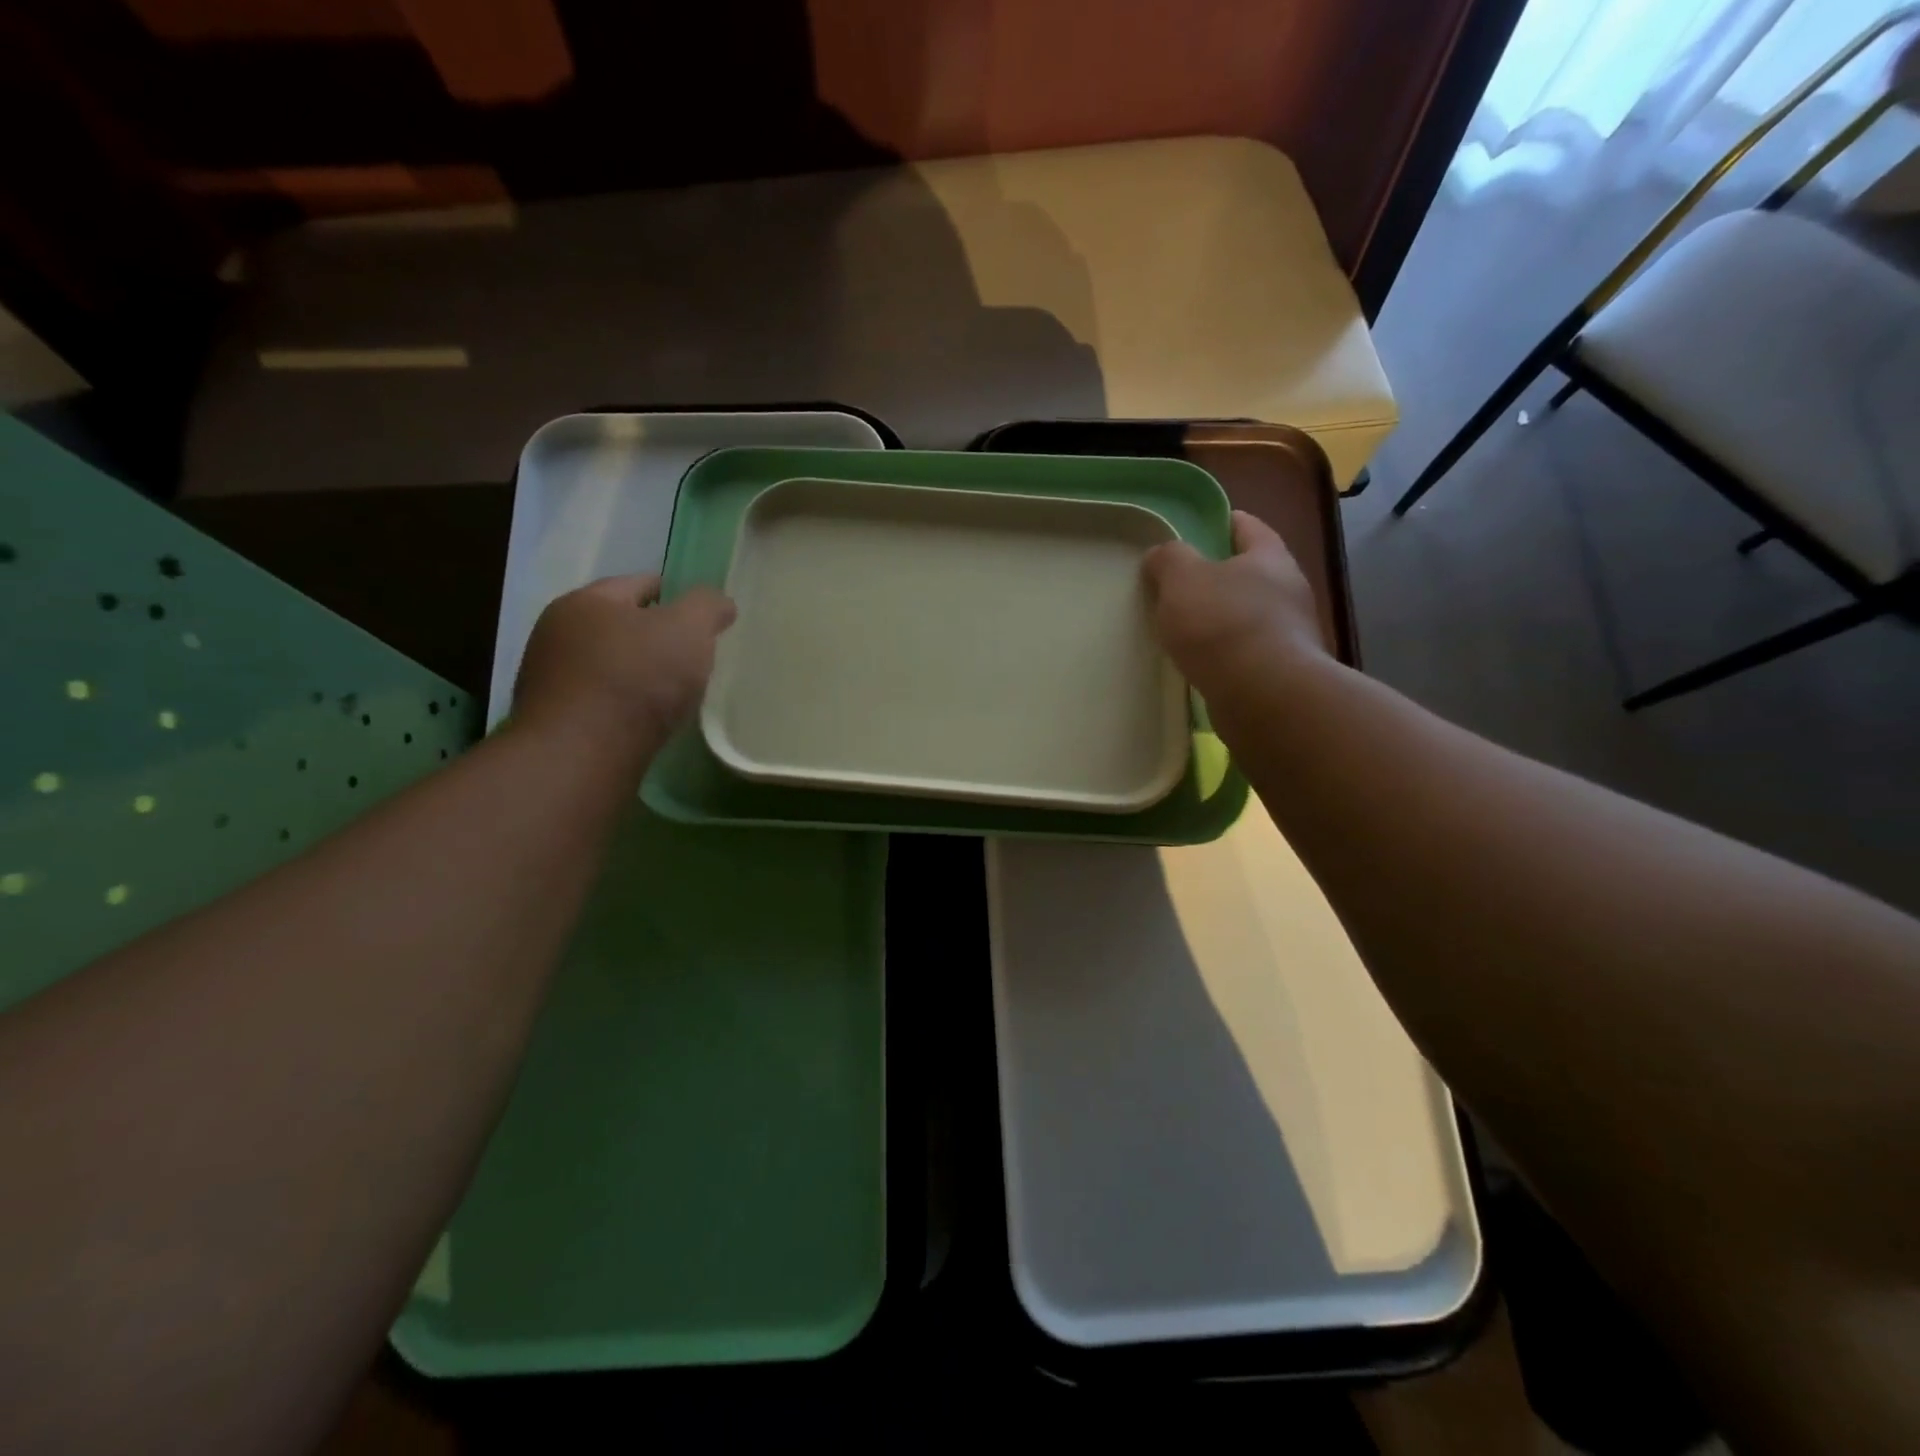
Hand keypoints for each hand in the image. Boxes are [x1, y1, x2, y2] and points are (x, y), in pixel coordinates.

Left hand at [514, 575, 735, 756]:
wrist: (583, 755)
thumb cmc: (637, 679)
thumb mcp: (688, 629)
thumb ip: (707, 607)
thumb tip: (719, 603)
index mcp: (586, 602)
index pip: (639, 584)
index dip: (675, 594)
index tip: (703, 616)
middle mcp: (558, 634)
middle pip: (621, 625)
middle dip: (655, 636)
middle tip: (693, 655)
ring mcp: (551, 681)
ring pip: (609, 665)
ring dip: (639, 674)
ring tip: (675, 692)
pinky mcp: (556, 722)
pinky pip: (601, 702)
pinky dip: (626, 704)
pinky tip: (648, 719)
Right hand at [1141, 511, 1326, 699]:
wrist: (1264, 696)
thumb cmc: (1223, 624)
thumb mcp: (1182, 579)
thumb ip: (1169, 559)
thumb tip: (1162, 556)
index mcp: (1270, 557)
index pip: (1247, 526)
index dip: (1221, 522)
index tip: (1195, 530)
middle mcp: (1288, 591)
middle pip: (1249, 574)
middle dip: (1217, 578)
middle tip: (1179, 586)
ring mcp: (1290, 634)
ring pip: (1248, 616)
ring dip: (1221, 620)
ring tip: (1184, 631)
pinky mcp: (1282, 672)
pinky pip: (1246, 653)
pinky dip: (1225, 654)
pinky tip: (1201, 665)